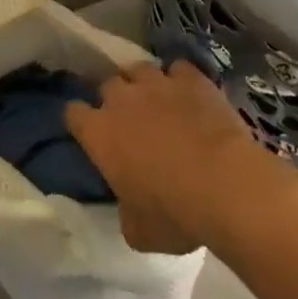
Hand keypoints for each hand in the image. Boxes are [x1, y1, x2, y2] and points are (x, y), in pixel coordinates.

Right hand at [66, 61, 265, 254]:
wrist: (224, 185)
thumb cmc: (174, 214)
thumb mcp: (137, 230)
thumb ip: (124, 209)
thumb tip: (128, 204)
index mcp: (99, 134)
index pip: (73, 113)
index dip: (81, 121)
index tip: (90, 133)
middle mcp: (122, 99)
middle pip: (107, 84)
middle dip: (115, 98)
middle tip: (129, 119)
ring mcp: (157, 83)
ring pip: (140, 68)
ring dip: (144, 83)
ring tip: (157, 99)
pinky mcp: (191, 78)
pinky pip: (178, 68)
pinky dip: (181, 79)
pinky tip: (190, 93)